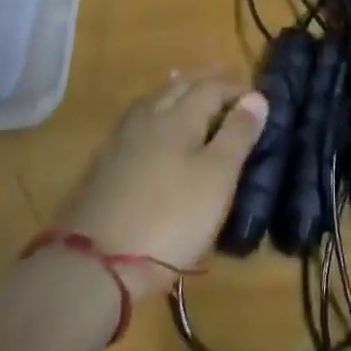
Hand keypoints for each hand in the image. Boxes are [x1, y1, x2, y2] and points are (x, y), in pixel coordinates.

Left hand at [54, 74, 266, 299]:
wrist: (94, 265)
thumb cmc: (170, 218)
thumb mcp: (217, 178)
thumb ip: (238, 134)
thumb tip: (256, 96)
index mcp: (180, 114)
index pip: (213, 86)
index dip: (236, 89)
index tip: (256, 100)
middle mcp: (150, 115)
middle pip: (180, 87)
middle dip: (206, 85)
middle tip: (227, 94)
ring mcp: (122, 139)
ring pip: (156, 102)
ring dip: (178, 96)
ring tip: (192, 102)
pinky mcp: (104, 164)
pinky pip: (138, 124)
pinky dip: (157, 118)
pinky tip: (156, 133)